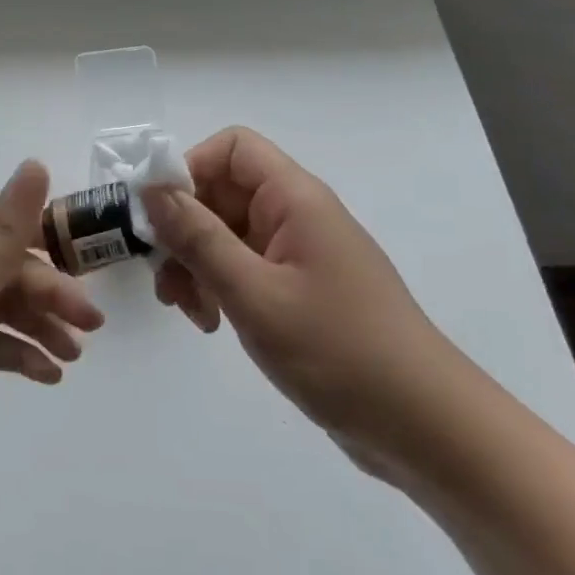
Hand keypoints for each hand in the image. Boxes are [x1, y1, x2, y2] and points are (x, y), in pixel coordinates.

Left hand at [0, 161, 103, 500]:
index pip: (7, 227)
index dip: (49, 240)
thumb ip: (6, 226)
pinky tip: (47, 376)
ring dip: (42, 326)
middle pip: (10, 270)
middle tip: (92, 325)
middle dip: (53, 292)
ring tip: (74, 355)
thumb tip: (37, 162)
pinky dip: (20, 355)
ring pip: (3, 309)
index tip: (88, 265)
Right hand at [143, 127, 454, 465]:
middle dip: (184, 230)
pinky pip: (245, 267)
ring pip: (227, 234)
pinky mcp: (299, 288)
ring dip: (196, 264)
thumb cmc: (338, 351)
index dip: (189, 170)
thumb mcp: (254, 293)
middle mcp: (297, 215)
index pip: (232, 148)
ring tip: (191, 312)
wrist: (423, 426)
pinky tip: (213, 324)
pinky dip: (219, 287)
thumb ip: (198, 238)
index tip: (157, 218)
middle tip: (164, 280)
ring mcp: (299, 253)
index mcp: (295, 199)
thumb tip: (151, 189)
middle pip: (223, 193)